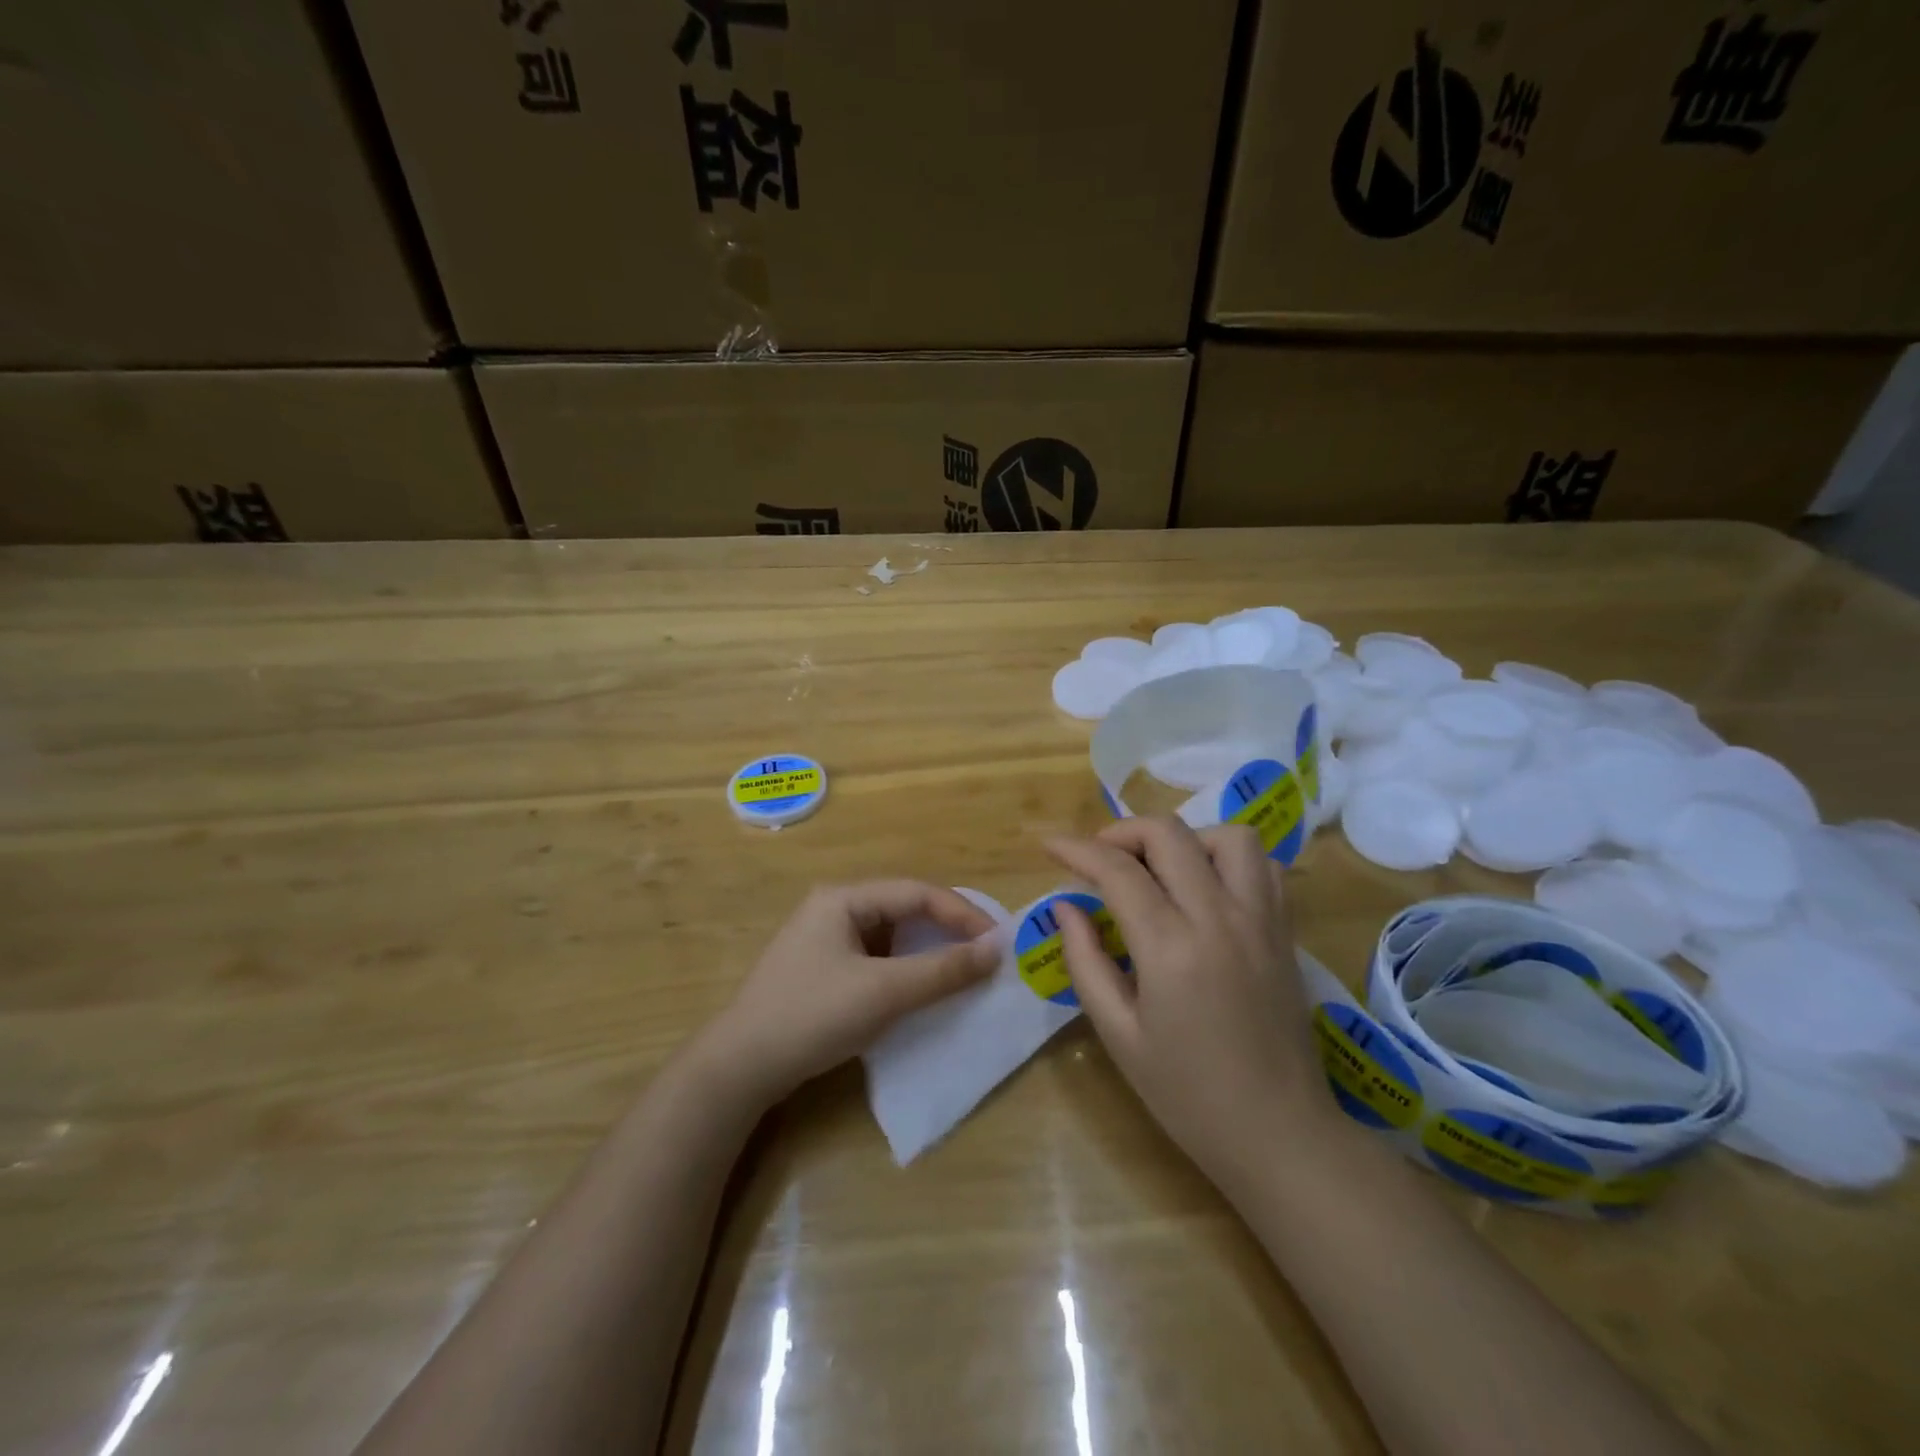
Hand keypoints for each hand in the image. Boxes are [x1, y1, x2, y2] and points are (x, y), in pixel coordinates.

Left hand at [699, 881, 997, 1108]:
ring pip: (890, 936)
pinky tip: (920, 989)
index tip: (999, 941)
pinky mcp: (821, 970)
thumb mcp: (884, 992)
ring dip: (926, 951)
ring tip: (961, 970)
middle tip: (985, 953)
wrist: (739, 1068)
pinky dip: (904, 970)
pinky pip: (875, 959)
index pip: (917, 893)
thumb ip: (943, 970)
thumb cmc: (813, 1016)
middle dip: (946, 929)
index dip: (962, 913)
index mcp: (843, 899)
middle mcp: (833, 909)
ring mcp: (824, 940)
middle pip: (903, 909)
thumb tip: (997, 950)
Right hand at [1046, 817, 1347, 1194]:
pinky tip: (1205, 886)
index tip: (1050, 846)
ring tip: (1158, 868)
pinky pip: (1264, 866)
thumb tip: (1066, 906)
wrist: (1279, 1135)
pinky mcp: (1285, 931)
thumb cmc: (1187, 1094)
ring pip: (1227, 836)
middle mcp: (1219, 917)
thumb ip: (1086, 960)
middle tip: (1098, 859)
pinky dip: (1228, 858)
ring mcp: (1261, 920)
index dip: (1076, 849)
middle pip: (1169, 834)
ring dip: (1183, 838)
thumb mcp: (1118, 1034)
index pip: (1117, 870)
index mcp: (1171, 948)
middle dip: (1121, 832)